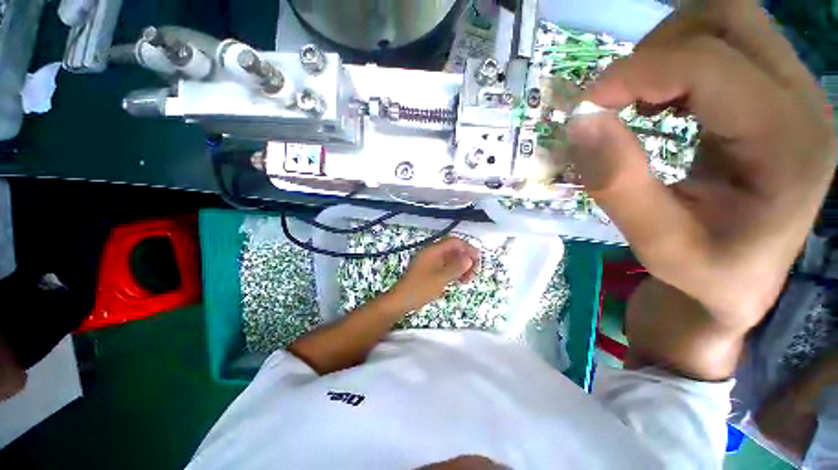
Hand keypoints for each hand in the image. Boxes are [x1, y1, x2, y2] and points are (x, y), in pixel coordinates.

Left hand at [387, 237, 480, 311]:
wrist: (401, 300)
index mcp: (433, 251)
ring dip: (461, 267)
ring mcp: (430, 262)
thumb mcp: (441, 278)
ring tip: (467, 280)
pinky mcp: (429, 271)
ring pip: (450, 259)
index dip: (468, 248)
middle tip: (473, 272)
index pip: (454, 242)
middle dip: (465, 259)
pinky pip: (445, 267)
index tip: (478, 259)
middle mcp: (432, 253)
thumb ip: (456, 267)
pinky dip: (453, 272)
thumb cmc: (420, 288)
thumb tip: (469, 258)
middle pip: (453, 250)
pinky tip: (459, 281)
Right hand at [565, 2, 833, 324]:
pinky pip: (727, 44)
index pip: (709, 65)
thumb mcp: (655, 244)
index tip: (585, 107)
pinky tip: (662, 101)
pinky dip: (680, 59)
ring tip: (638, 99)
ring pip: (728, 20)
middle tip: (619, 97)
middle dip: (659, 47)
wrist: (741, 282)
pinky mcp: (776, 96)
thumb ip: (617, 183)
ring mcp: (794, 94)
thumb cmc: (704, 273)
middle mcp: (803, 103)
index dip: (636, 73)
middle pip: (729, 18)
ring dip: (669, 48)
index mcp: (788, 145)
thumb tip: (579, 122)